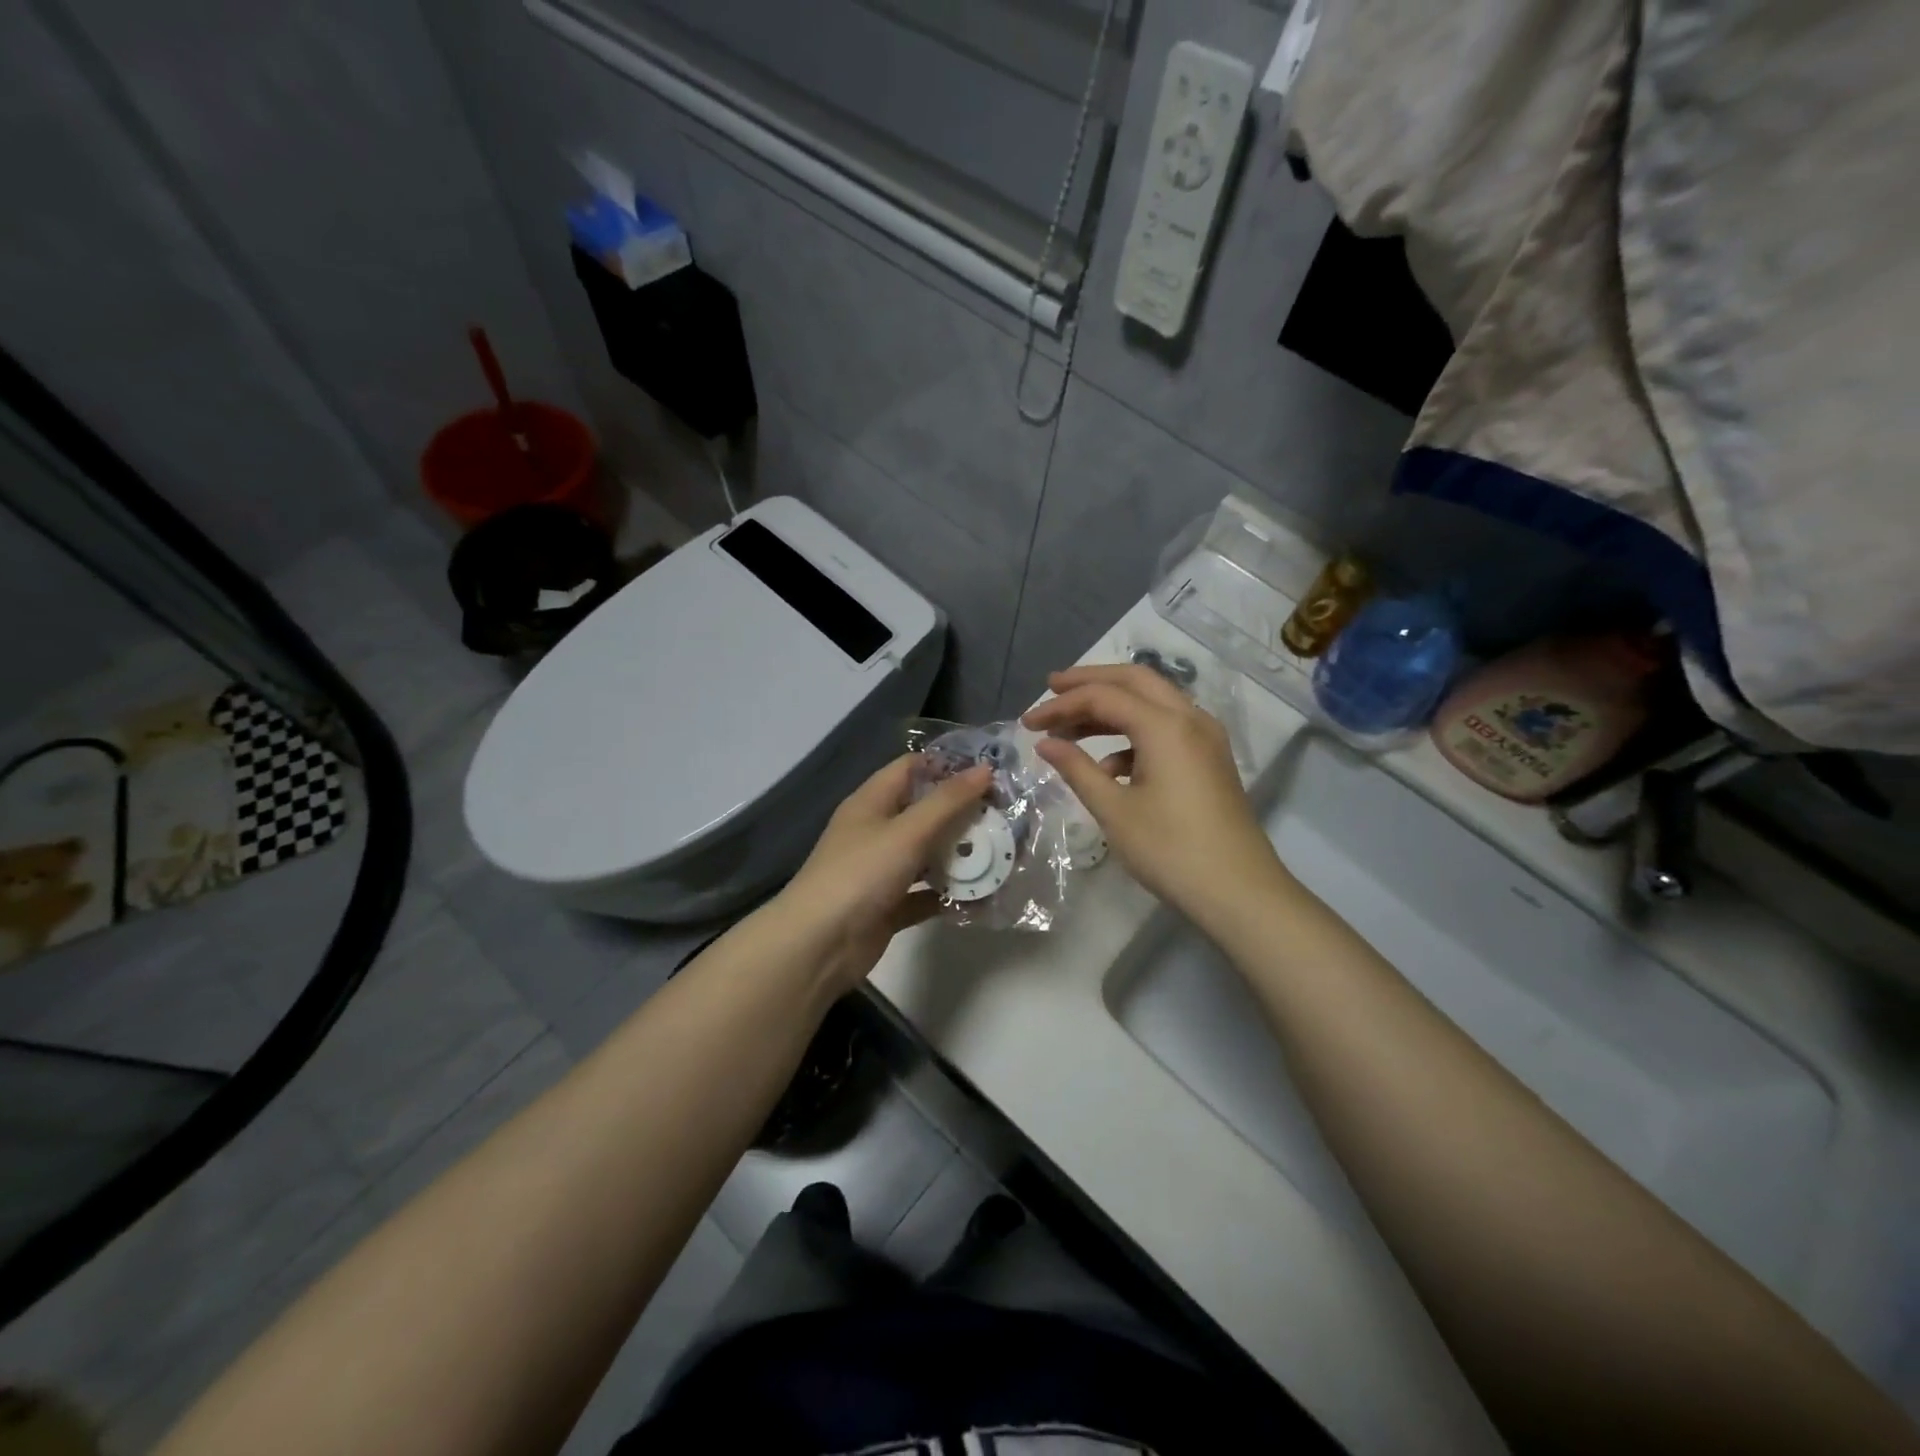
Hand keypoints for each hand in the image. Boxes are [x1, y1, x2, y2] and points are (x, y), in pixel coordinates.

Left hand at [771, 755, 993, 993]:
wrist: (819, 946)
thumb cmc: (860, 874)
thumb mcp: (906, 832)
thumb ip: (947, 802)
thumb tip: (985, 769)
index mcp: (872, 802)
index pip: (912, 768)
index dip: (949, 766)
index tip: (991, 773)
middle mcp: (877, 831)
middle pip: (926, 812)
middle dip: (964, 814)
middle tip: (1008, 816)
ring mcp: (882, 870)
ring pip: (929, 854)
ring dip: (961, 855)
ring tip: (1004, 854)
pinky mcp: (890, 905)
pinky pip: (927, 893)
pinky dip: (950, 894)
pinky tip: (983, 897)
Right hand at [1023, 665, 1288, 925]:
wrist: (1239, 891)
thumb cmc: (1170, 851)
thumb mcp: (1114, 810)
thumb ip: (1077, 769)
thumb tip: (1045, 744)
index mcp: (1165, 726)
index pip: (1103, 696)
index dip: (1061, 705)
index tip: (1027, 723)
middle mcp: (1190, 718)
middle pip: (1134, 680)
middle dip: (1090, 682)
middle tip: (1051, 689)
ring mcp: (1205, 737)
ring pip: (1152, 702)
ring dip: (1111, 708)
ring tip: (1070, 728)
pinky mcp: (1209, 758)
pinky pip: (1167, 728)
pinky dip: (1133, 734)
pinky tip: (1108, 766)